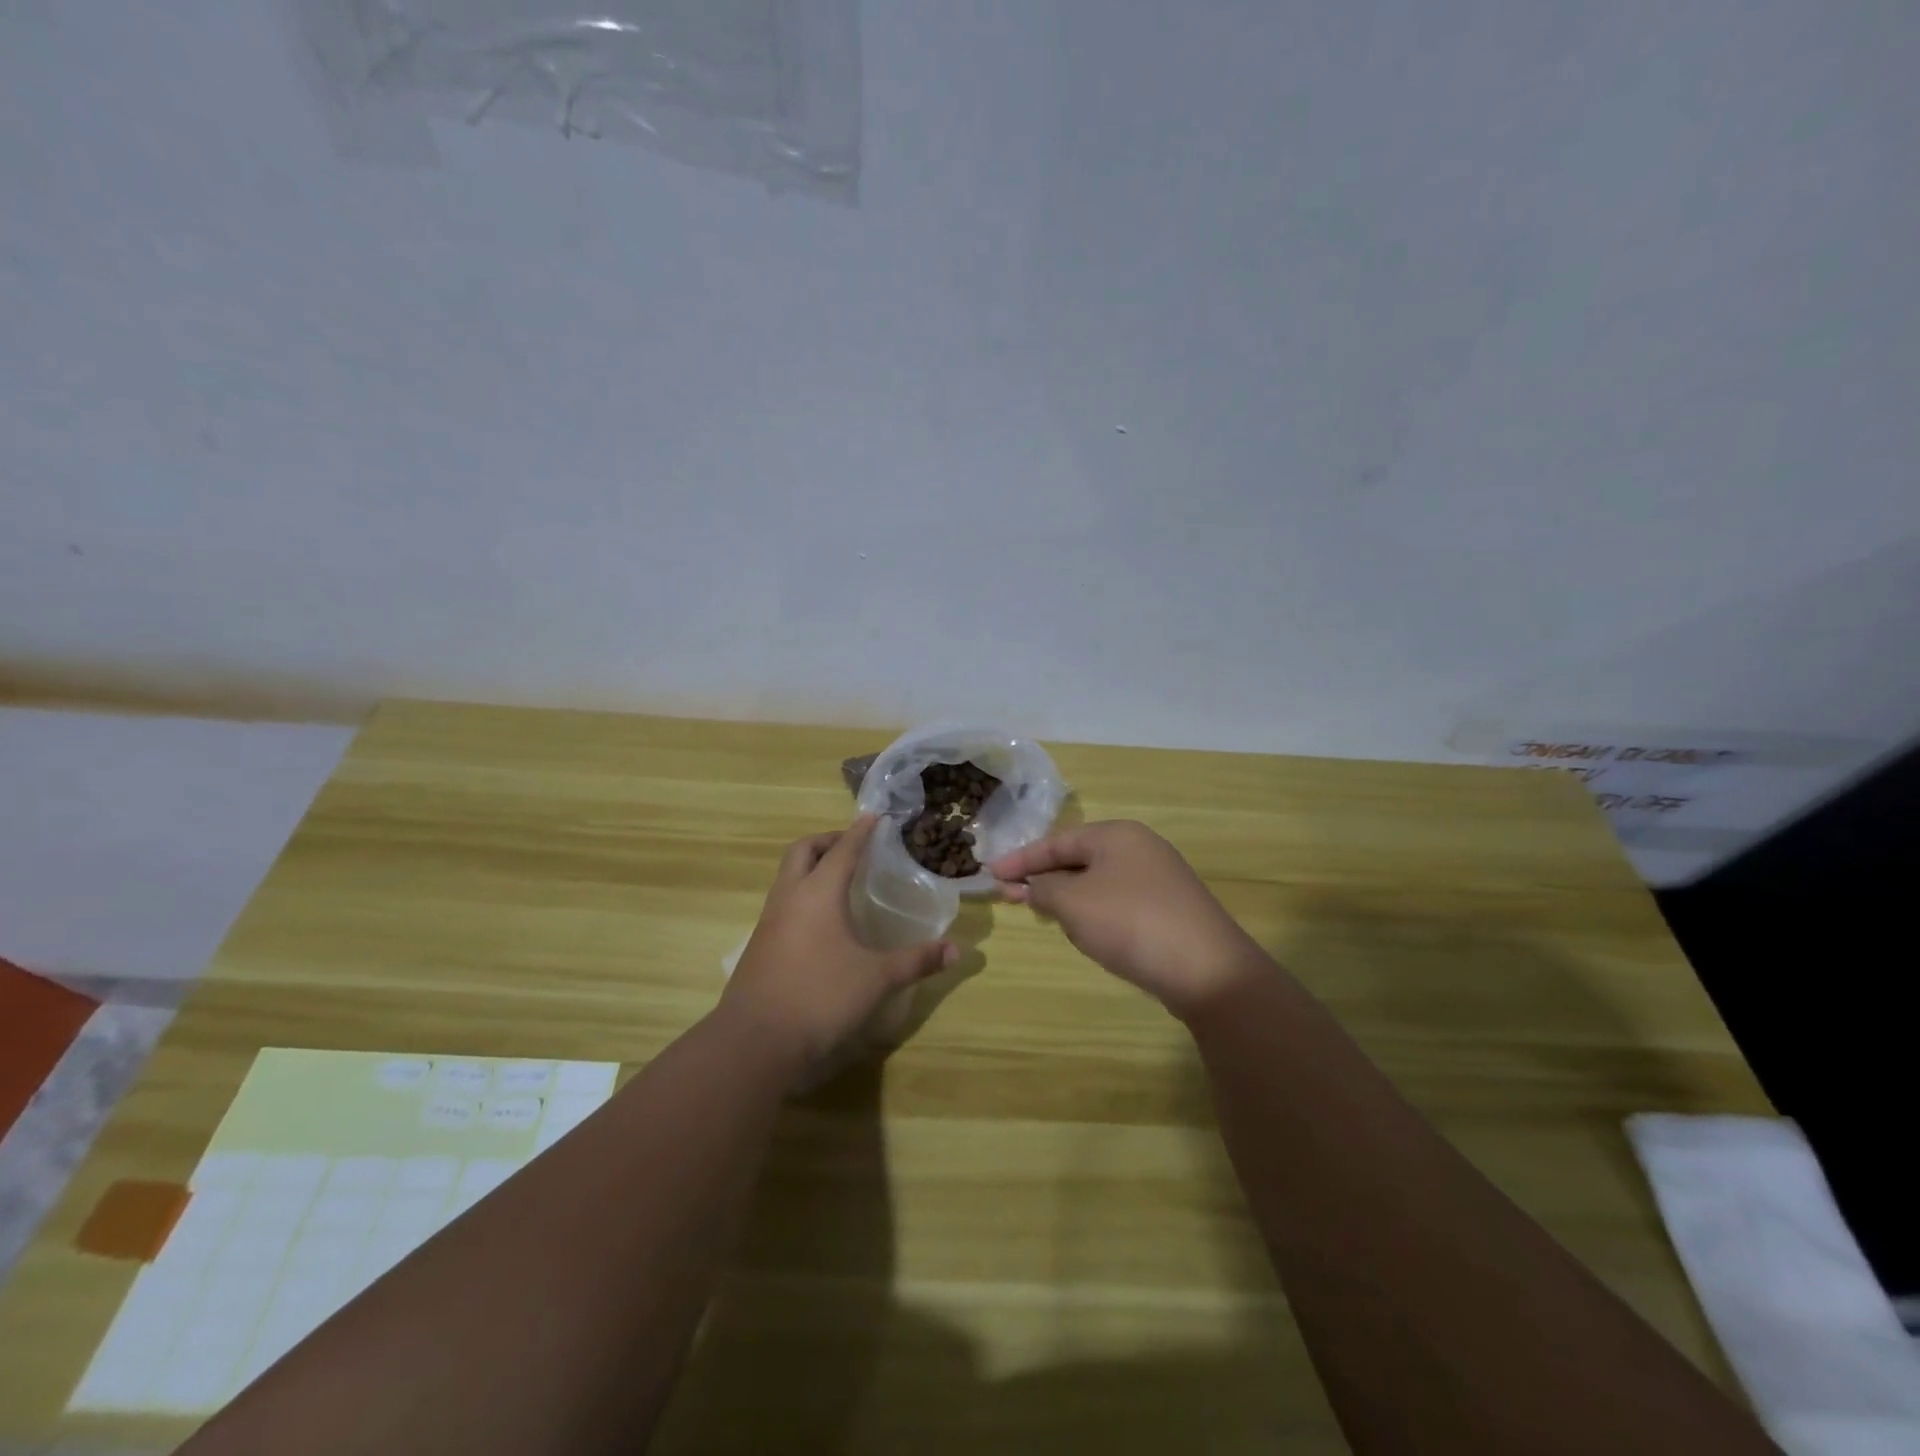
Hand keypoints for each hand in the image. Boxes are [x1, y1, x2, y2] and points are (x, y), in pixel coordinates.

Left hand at [719, 816, 955, 1083]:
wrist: (755, 1041)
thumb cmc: (820, 997)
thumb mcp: (877, 979)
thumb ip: (917, 961)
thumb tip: (957, 950)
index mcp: (818, 893)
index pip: (842, 849)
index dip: (860, 831)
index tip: (874, 816)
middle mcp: (789, 897)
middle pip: (803, 851)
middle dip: (827, 841)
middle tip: (853, 847)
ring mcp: (769, 921)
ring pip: (787, 875)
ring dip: (811, 866)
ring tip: (840, 880)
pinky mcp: (760, 944)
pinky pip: (782, 901)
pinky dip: (802, 894)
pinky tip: (821, 921)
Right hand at [991, 820, 1269, 1018]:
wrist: (1208, 970)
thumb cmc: (1130, 923)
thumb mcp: (1074, 903)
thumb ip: (1044, 889)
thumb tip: (1035, 886)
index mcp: (1116, 835)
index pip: (1057, 841)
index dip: (1021, 859)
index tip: (990, 874)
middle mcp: (1139, 848)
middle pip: (1078, 859)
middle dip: (1043, 878)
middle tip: (1008, 895)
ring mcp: (1158, 879)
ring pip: (1097, 882)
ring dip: (1067, 897)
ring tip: (1042, 914)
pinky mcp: (1168, 909)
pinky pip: (1117, 902)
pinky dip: (1093, 912)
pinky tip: (1085, 932)